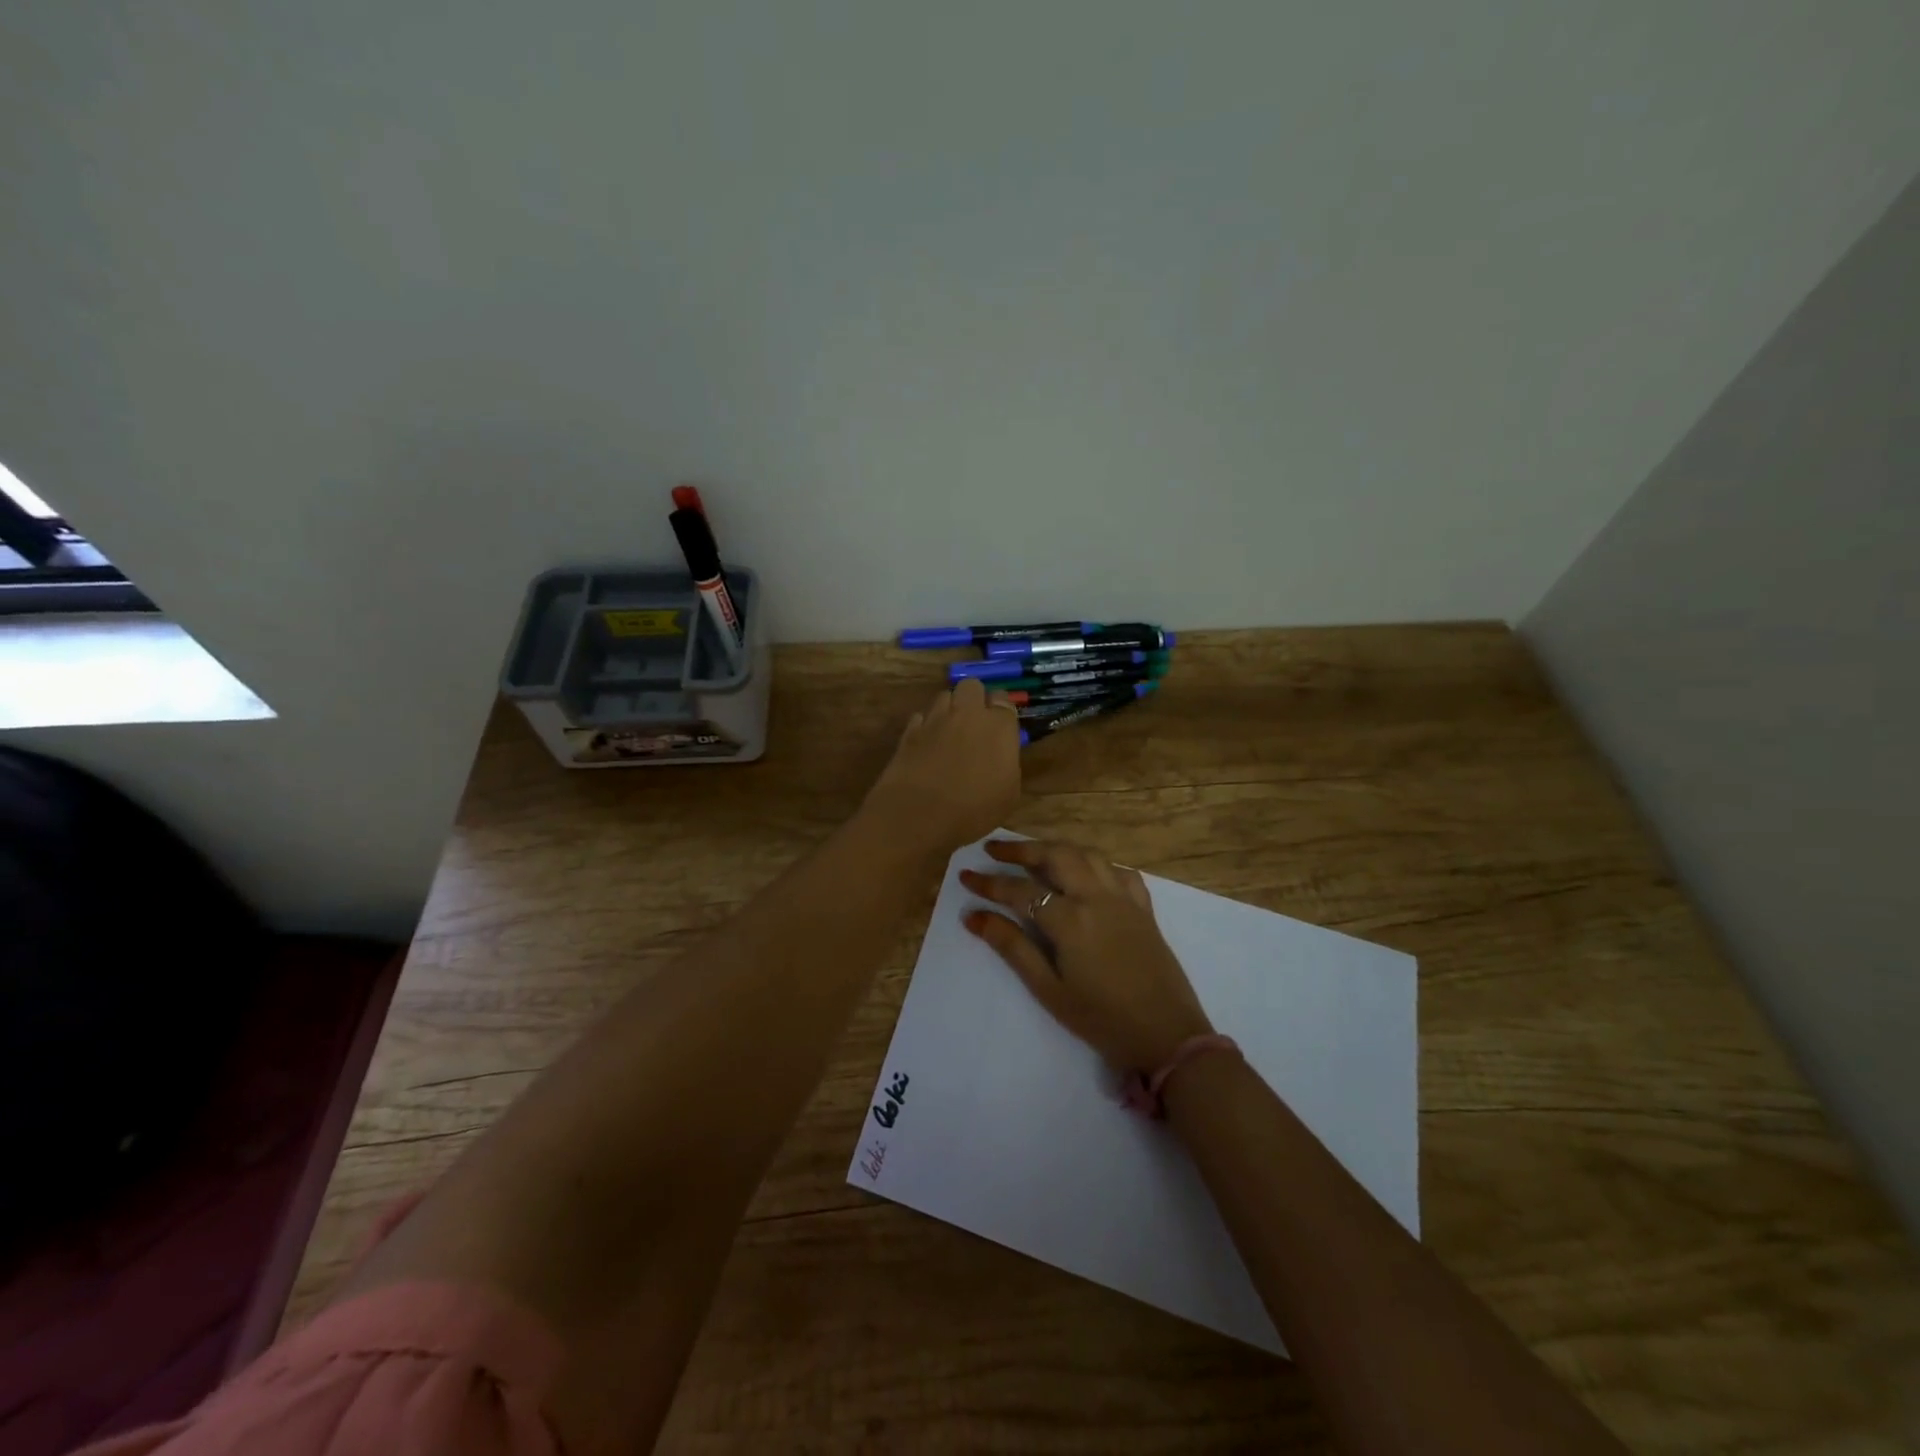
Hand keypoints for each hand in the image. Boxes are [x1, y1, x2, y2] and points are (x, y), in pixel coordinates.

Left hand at [863, 678, 1022, 854]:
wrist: (919, 815)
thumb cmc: (973, 810)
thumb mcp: (1008, 796)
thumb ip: (1007, 765)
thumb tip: (1000, 757)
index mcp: (999, 727)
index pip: (1003, 700)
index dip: (1001, 711)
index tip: (1000, 727)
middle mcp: (967, 714)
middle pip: (971, 686)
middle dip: (974, 699)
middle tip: (975, 724)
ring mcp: (935, 719)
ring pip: (944, 697)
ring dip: (949, 709)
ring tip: (949, 732)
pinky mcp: (909, 731)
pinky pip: (921, 717)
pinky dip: (925, 726)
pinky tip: (927, 745)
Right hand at [961, 839, 1213, 1071]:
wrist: (1168, 1036)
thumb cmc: (1102, 1020)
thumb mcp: (1049, 990)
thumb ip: (1012, 948)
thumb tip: (974, 916)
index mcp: (1070, 919)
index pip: (1021, 891)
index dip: (990, 883)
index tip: (966, 876)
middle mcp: (1097, 897)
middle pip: (1056, 855)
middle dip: (1021, 849)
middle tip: (994, 850)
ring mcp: (1124, 899)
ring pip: (1088, 855)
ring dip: (1057, 848)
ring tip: (1034, 854)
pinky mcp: (1144, 909)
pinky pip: (1119, 871)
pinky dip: (1098, 865)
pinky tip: (1088, 875)